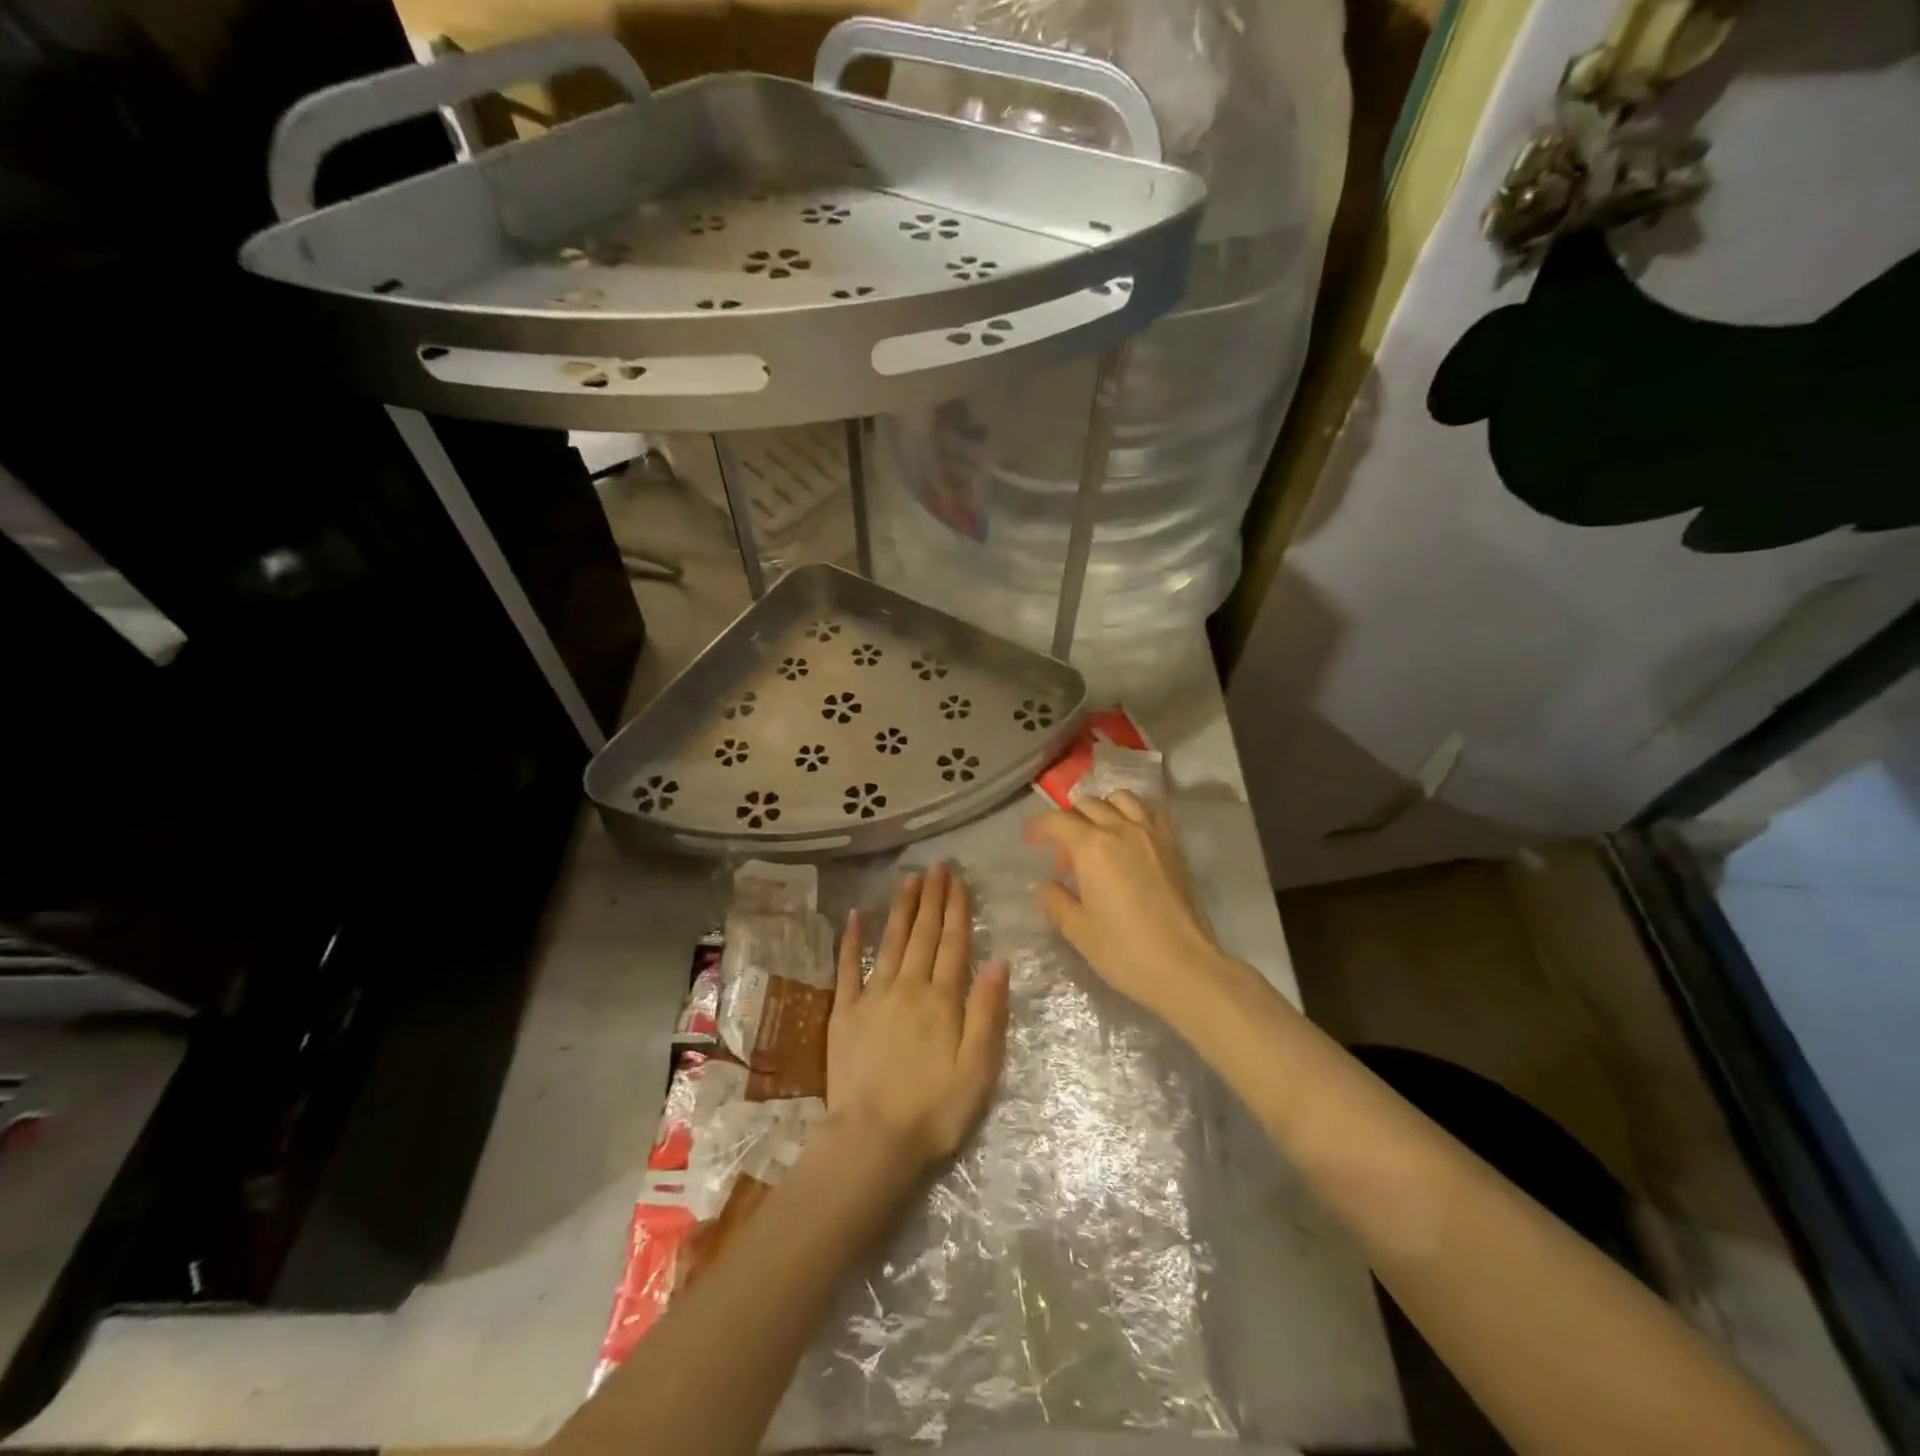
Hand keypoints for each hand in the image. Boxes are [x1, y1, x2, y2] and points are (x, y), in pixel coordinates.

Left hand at [827, 863, 1008, 1172]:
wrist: (873, 1140)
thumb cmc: (935, 1110)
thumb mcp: (978, 1068)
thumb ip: (988, 1012)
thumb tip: (998, 961)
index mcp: (942, 999)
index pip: (953, 943)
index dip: (956, 909)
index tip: (957, 880)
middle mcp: (908, 987)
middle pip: (923, 934)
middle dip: (931, 898)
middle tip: (936, 867)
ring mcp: (873, 996)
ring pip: (891, 941)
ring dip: (901, 909)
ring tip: (908, 880)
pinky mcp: (844, 1012)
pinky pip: (848, 968)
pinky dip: (851, 941)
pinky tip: (854, 917)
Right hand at [1024, 792, 1230, 1022]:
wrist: (1184, 967)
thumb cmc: (1124, 951)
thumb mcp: (1078, 930)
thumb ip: (1056, 901)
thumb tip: (1048, 885)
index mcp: (1092, 847)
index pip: (1058, 820)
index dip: (1039, 826)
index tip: (1029, 838)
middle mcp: (1121, 829)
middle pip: (1088, 805)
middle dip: (1068, 819)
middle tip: (1063, 850)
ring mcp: (1151, 834)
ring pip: (1121, 799)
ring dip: (1103, 809)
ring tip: (1097, 834)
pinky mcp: (1173, 846)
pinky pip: (1150, 812)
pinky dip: (1133, 814)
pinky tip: (1129, 837)